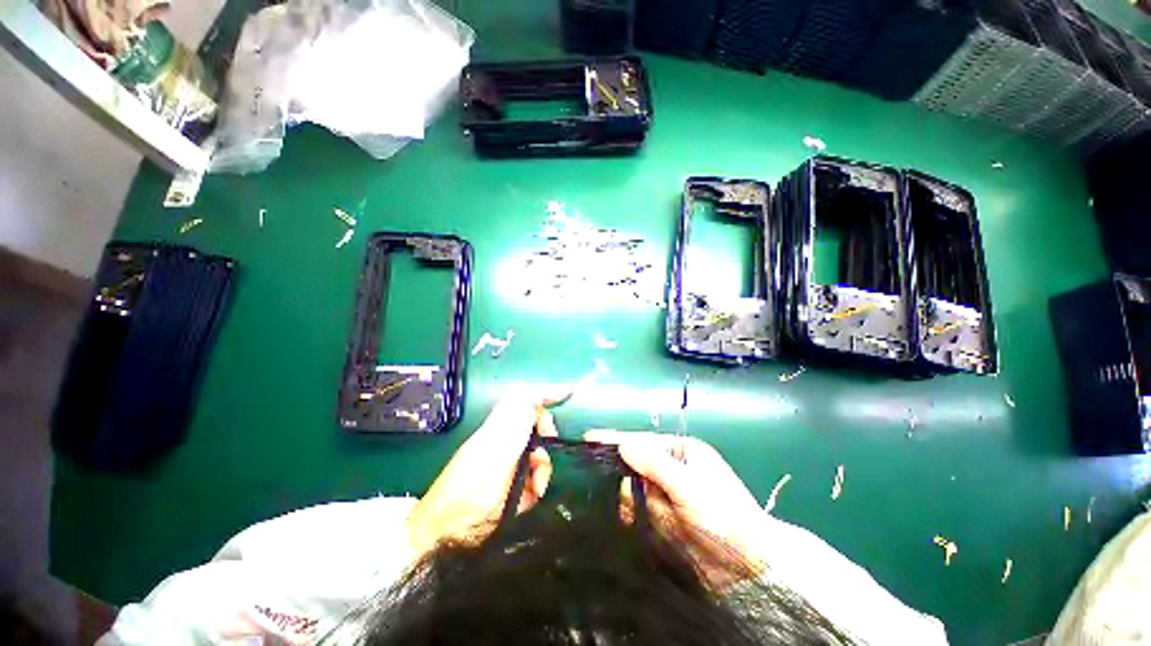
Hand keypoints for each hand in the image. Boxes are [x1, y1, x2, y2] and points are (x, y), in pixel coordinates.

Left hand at [407, 393, 565, 556]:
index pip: (526, 402)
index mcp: (499, 429)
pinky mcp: (511, 485)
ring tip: (533, 488)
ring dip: (542, 470)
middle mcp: (504, 441)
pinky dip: (536, 487)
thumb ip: (513, 426)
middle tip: (541, 459)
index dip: (547, 395)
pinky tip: (527, 501)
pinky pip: (534, 478)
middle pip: (537, 427)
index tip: (569, 393)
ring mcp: (508, 464)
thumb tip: (530, 398)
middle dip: (546, 441)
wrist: (447, 538)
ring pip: (539, 454)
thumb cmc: (469, 494)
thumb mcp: (493, 456)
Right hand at [583, 431, 770, 576]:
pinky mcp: (663, 519)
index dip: (616, 439)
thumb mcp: (689, 486)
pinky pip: (639, 511)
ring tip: (648, 514)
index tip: (589, 437)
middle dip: (626, 477)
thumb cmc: (723, 516)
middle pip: (635, 465)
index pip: (643, 441)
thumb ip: (654, 464)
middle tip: (617, 487)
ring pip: (634, 490)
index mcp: (681, 452)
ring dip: (633, 501)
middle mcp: (671, 469)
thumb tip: (623, 445)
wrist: (749, 568)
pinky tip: (632, 522)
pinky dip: (635, 516)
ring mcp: (667, 495)